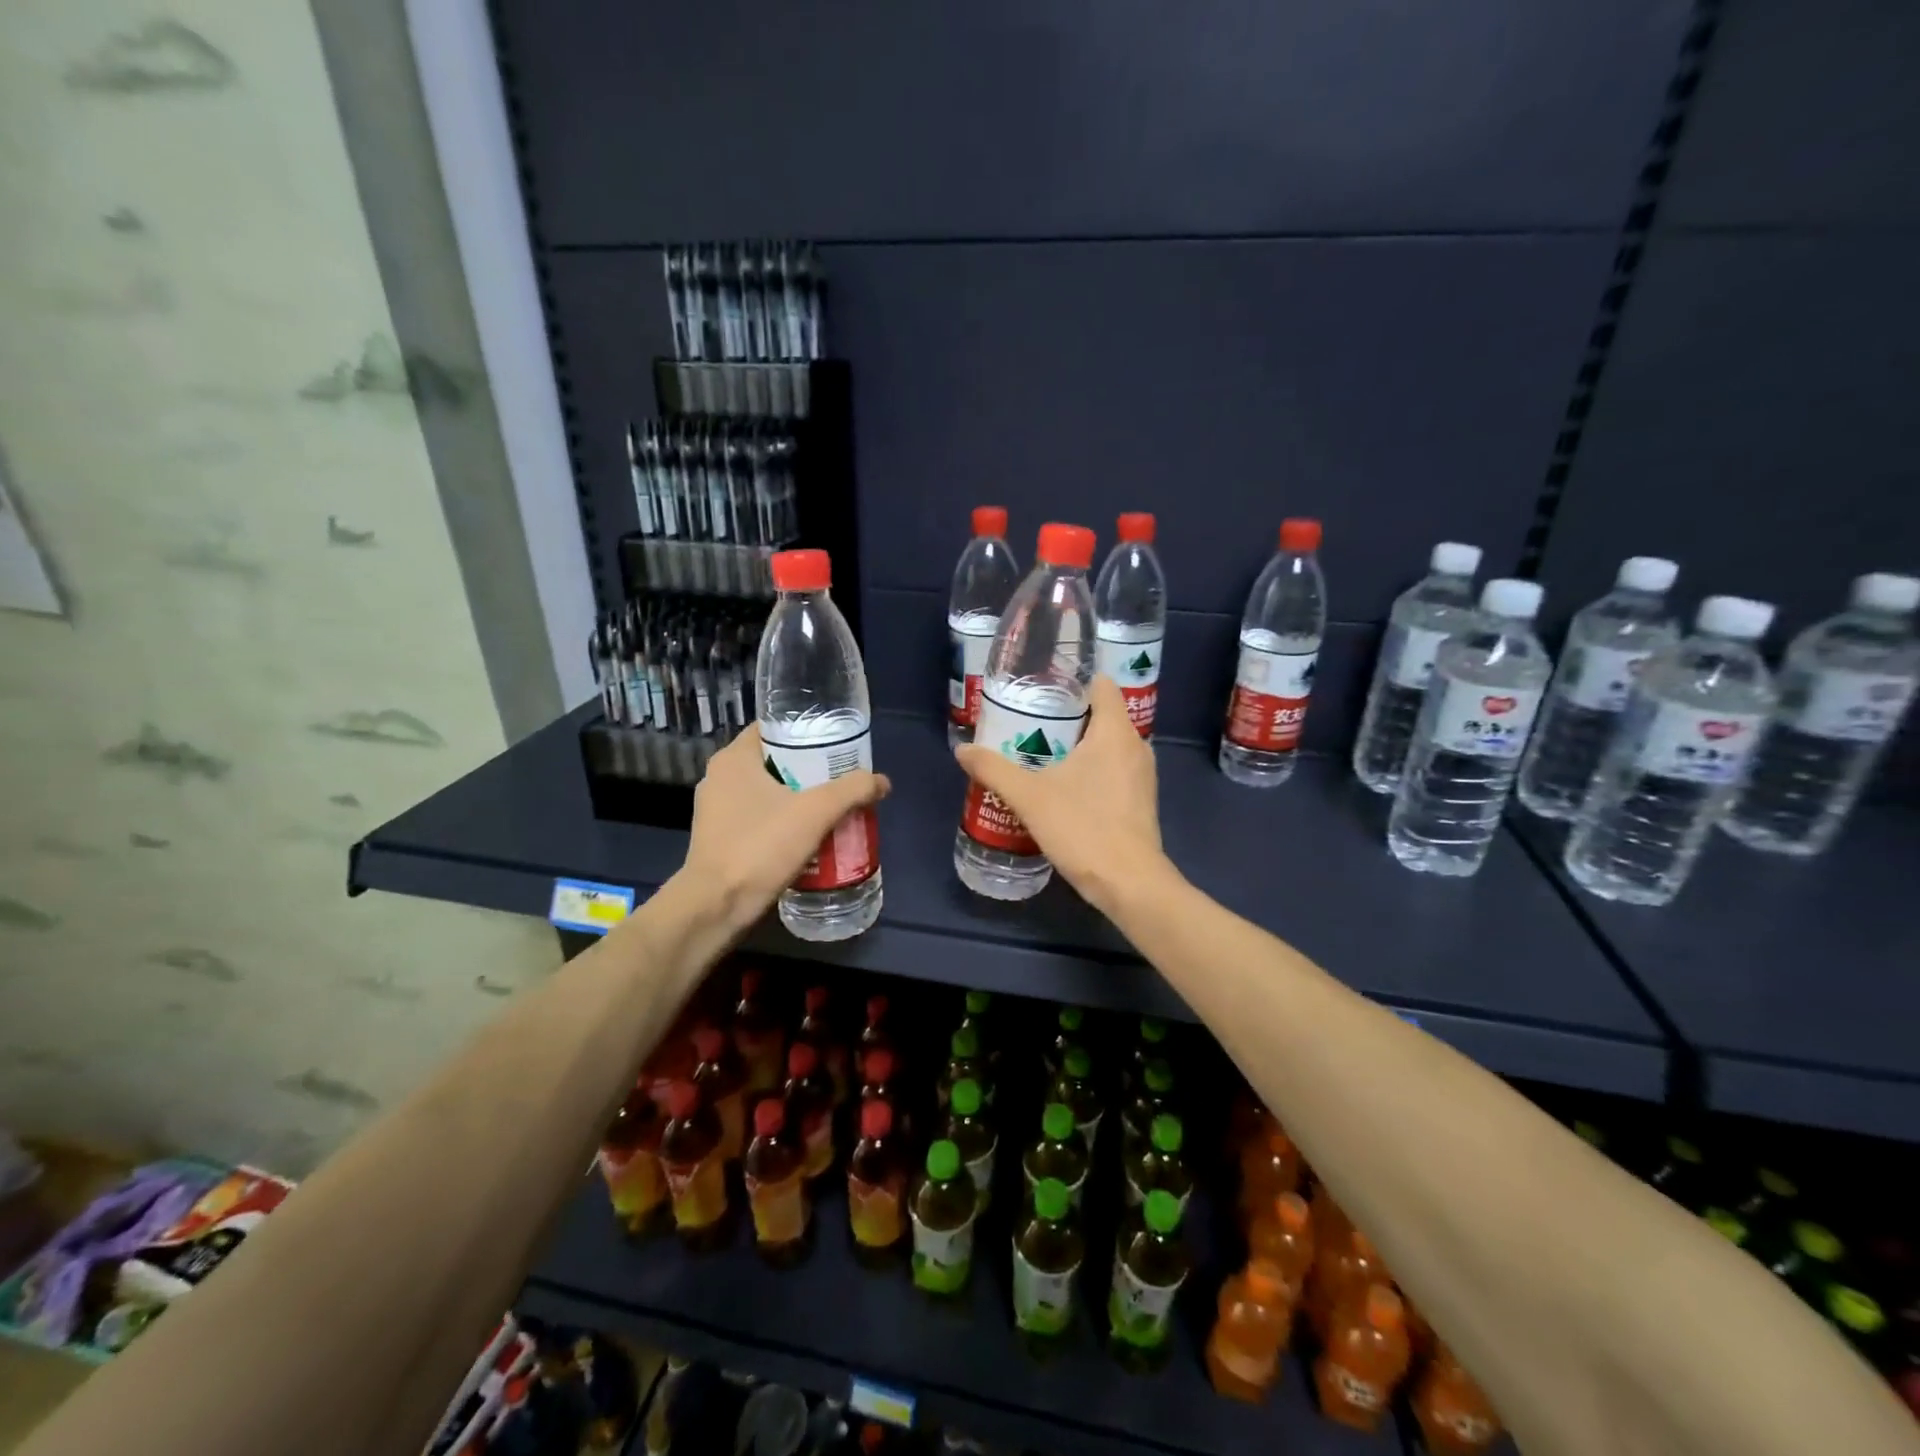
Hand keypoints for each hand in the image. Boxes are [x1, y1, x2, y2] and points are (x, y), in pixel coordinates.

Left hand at [681, 726, 889, 931]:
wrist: (716, 907)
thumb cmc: (760, 846)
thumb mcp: (816, 813)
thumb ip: (852, 790)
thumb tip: (882, 781)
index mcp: (733, 759)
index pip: (772, 728)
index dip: (805, 731)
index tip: (834, 743)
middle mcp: (719, 778)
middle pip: (773, 761)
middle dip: (808, 769)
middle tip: (841, 777)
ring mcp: (715, 811)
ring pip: (766, 793)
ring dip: (796, 798)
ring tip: (831, 807)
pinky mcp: (718, 839)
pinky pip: (757, 819)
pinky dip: (782, 822)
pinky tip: (808, 837)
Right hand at [954, 675, 1172, 914]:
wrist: (1129, 884)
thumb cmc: (1083, 828)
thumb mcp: (1029, 797)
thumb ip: (994, 769)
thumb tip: (962, 749)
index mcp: (1115, 732)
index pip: (1101, 684)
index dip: (1072, 679)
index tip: (1041, 686)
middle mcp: (1136, 746)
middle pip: (1102, 713)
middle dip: (1067, 714)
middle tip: (1028, 719)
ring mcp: (1142, 775)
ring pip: (1108, 744)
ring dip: (1078, 743)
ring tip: (1040, 749)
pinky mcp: (1141, 800)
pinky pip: (1114, 768)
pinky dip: (1091, 767)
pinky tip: (1063, 785)